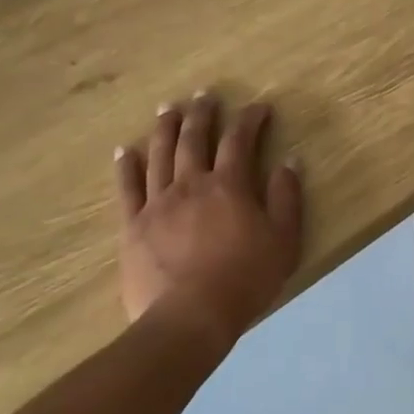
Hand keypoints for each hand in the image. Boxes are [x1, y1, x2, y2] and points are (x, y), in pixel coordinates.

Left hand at [114, 95, 303, 344]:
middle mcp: (191, 184)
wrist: (190, 318)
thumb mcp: (284, 240)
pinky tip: (124, 151)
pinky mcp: (133, 226)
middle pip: (194, 139)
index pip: (240, 141)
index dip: (249, 119)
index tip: (258, 107)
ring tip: (168, 109)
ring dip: (165, 128)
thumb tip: (289, 161)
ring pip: (159, 155)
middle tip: (205, 95)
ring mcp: (157, 204)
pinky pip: (127, 189)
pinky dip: (125, 167)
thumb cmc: (245, 279)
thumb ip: (287, 198)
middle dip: (202, 114)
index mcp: (230, 186)